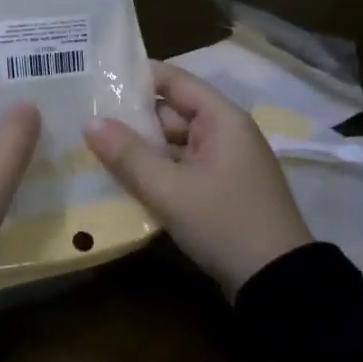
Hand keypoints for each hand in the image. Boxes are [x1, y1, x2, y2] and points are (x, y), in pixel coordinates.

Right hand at [83, 60, 310, 299]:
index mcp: (221, 119)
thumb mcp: (170, 190)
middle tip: (84, 119)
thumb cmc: (224, 223)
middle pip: (171, 112)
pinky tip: (123, 180)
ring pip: (173, 144)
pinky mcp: (220, 190)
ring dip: (141, 149)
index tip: (96, 78)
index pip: (174, 80)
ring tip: (93, 148)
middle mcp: (225, 133)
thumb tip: (89, 122)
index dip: (136, 76)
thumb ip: (128, 154)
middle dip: (131, 118)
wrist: (278, 284)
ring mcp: (224, 163)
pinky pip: (181, 168)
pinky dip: (156, 171)